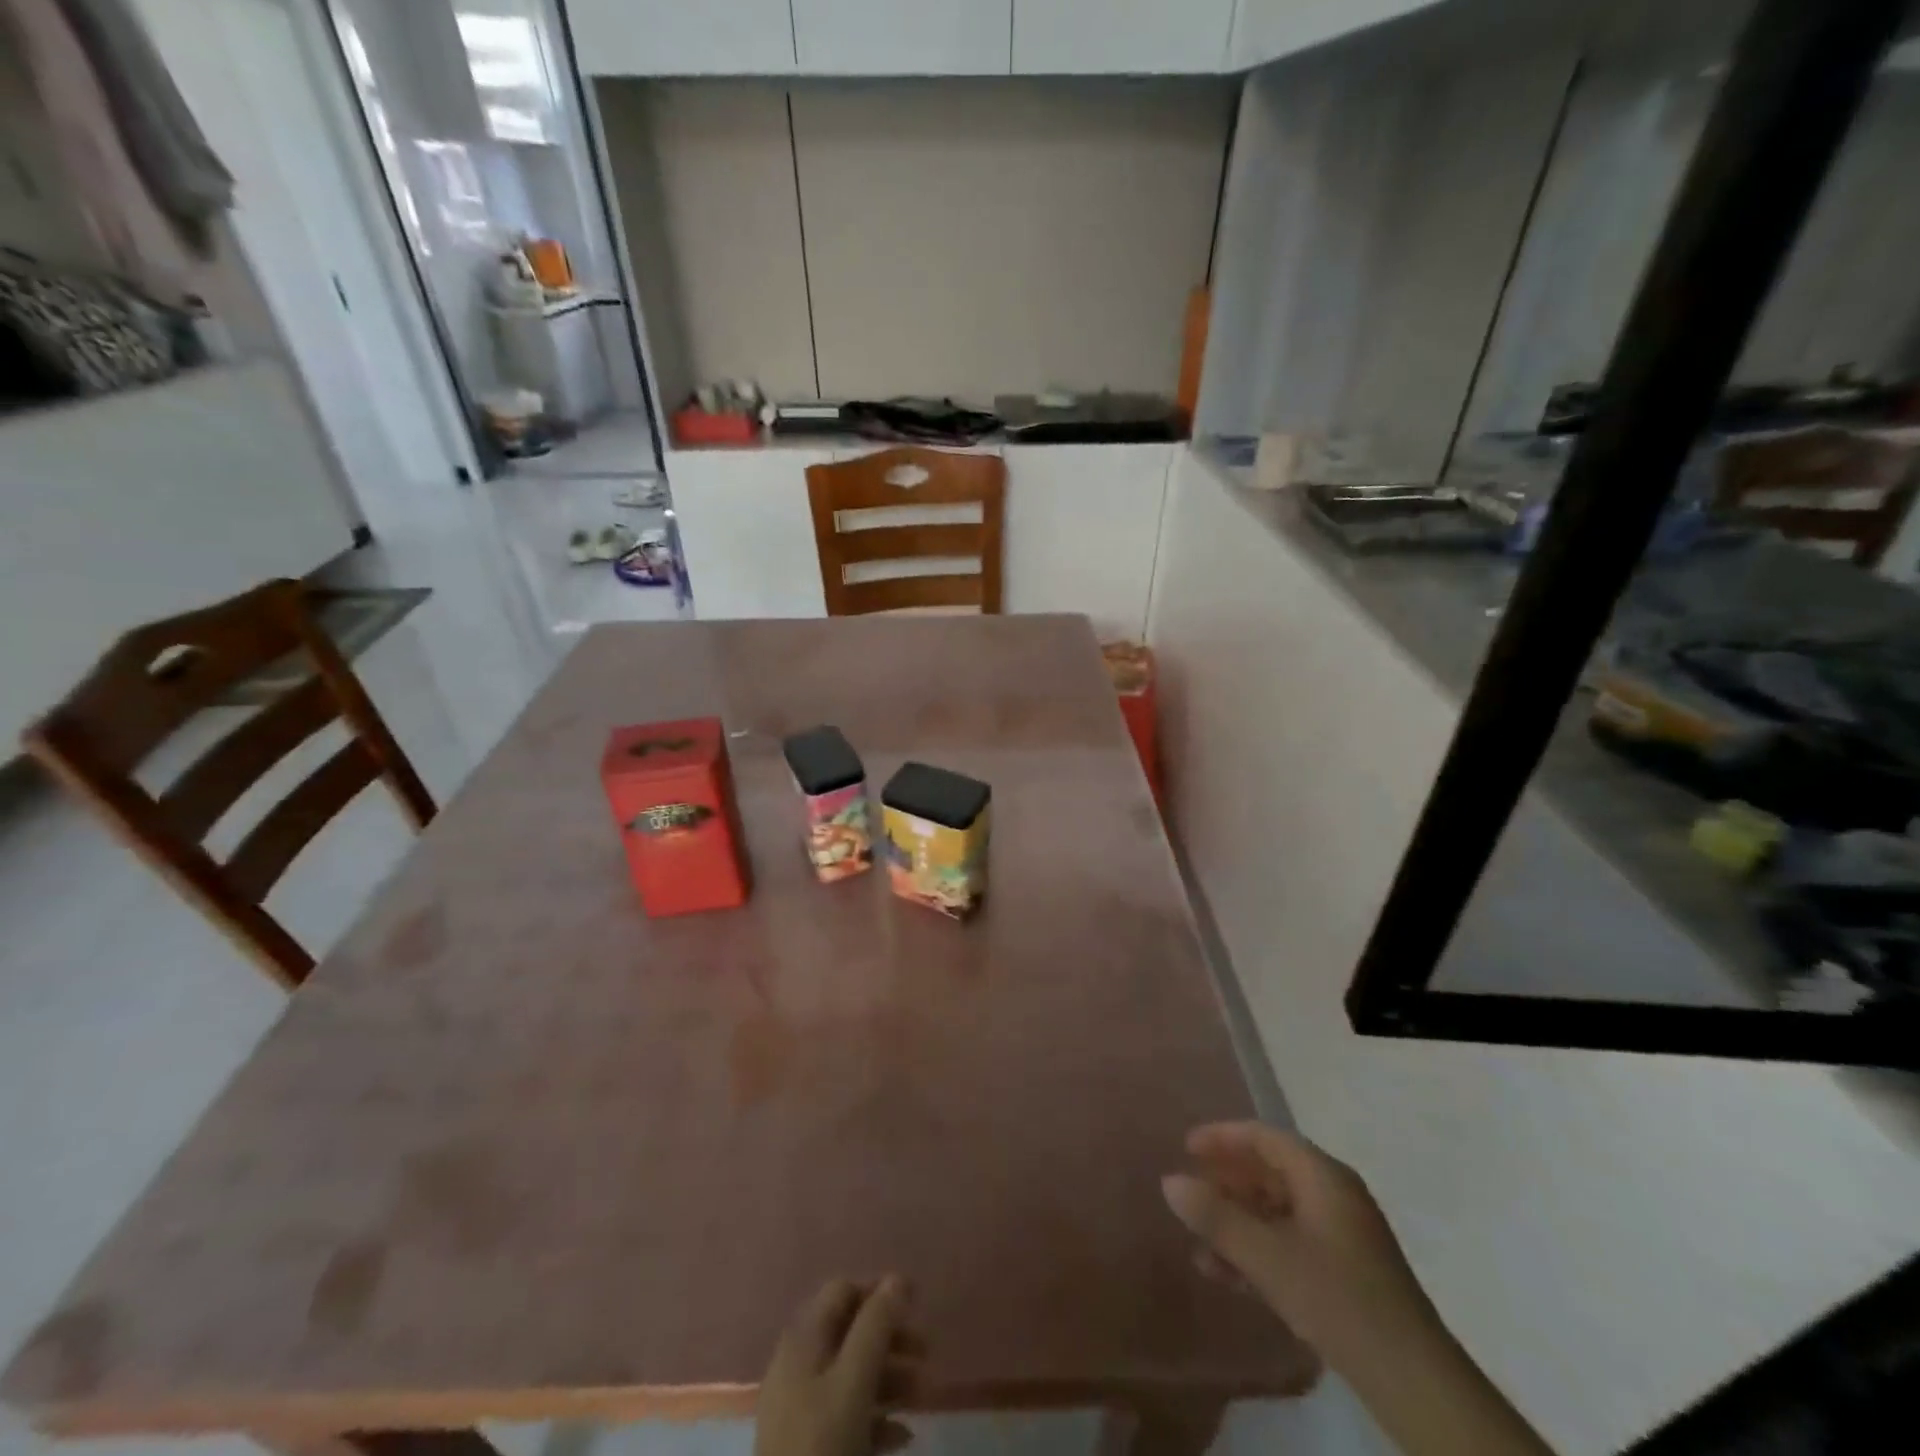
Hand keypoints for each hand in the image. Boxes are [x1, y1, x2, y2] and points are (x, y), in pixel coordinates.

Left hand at [756, 1277, 922, 1455]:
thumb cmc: (821, 1450)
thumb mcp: (853, 1383)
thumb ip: (876, 1327)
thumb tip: (898, 1279)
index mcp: (803, 1342)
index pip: (842, 1292)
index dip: (878, 1293)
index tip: (915, 1306)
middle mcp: (799, 1367)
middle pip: (850, 1334)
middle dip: (891, 1339)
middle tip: (927, 1353)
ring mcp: (801, 1411)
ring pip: (852, 1376)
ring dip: (891, 1379)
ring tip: (924, 1397)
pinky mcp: (809, 1451)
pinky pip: (848, 1417)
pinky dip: (877, 1418)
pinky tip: (902, 1439)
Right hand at [1161, 1122, 1440, 1369]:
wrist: (1414, 1383)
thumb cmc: (1338, 1299)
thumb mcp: (1267, 1257)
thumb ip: (1216, 1217)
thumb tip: (1169, 1181)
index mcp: (1323, 1176)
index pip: (1264, 1137)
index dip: (1223, 1138)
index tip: (1186, 1148)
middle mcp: (1334, 1195)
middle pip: (1270, 1172)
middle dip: (1227, 1184)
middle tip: (1190, 1195)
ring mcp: (1343, 1235)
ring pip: (1278, 1212)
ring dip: (1238, 1224)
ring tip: (1200, 1246)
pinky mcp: (1346, 1273)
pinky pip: (1291, 1243)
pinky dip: (1259, 1251)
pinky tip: (1229, 1276)